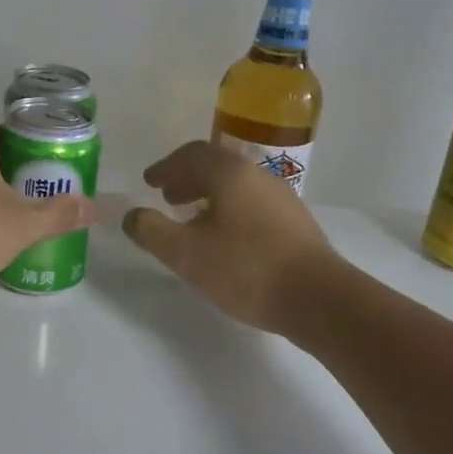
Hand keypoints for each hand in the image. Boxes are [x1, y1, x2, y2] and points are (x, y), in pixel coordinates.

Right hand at [122, 141, 338, 333]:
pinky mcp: (296, 223)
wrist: (320, 299)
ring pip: (236, 185)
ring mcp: (282, 198)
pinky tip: (226, 240)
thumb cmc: (246, 269)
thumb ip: (152, 231)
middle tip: (167, 198)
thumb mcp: (186, 254)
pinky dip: (229, 210)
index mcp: (229, 173)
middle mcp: (257, 175)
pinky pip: (253, 204)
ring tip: (192, 220)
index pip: (191, 154)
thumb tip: (132, 216)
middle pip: (216, 166)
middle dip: (187, 179)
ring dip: (209, 196)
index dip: (166, 167)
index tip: (149, 183)